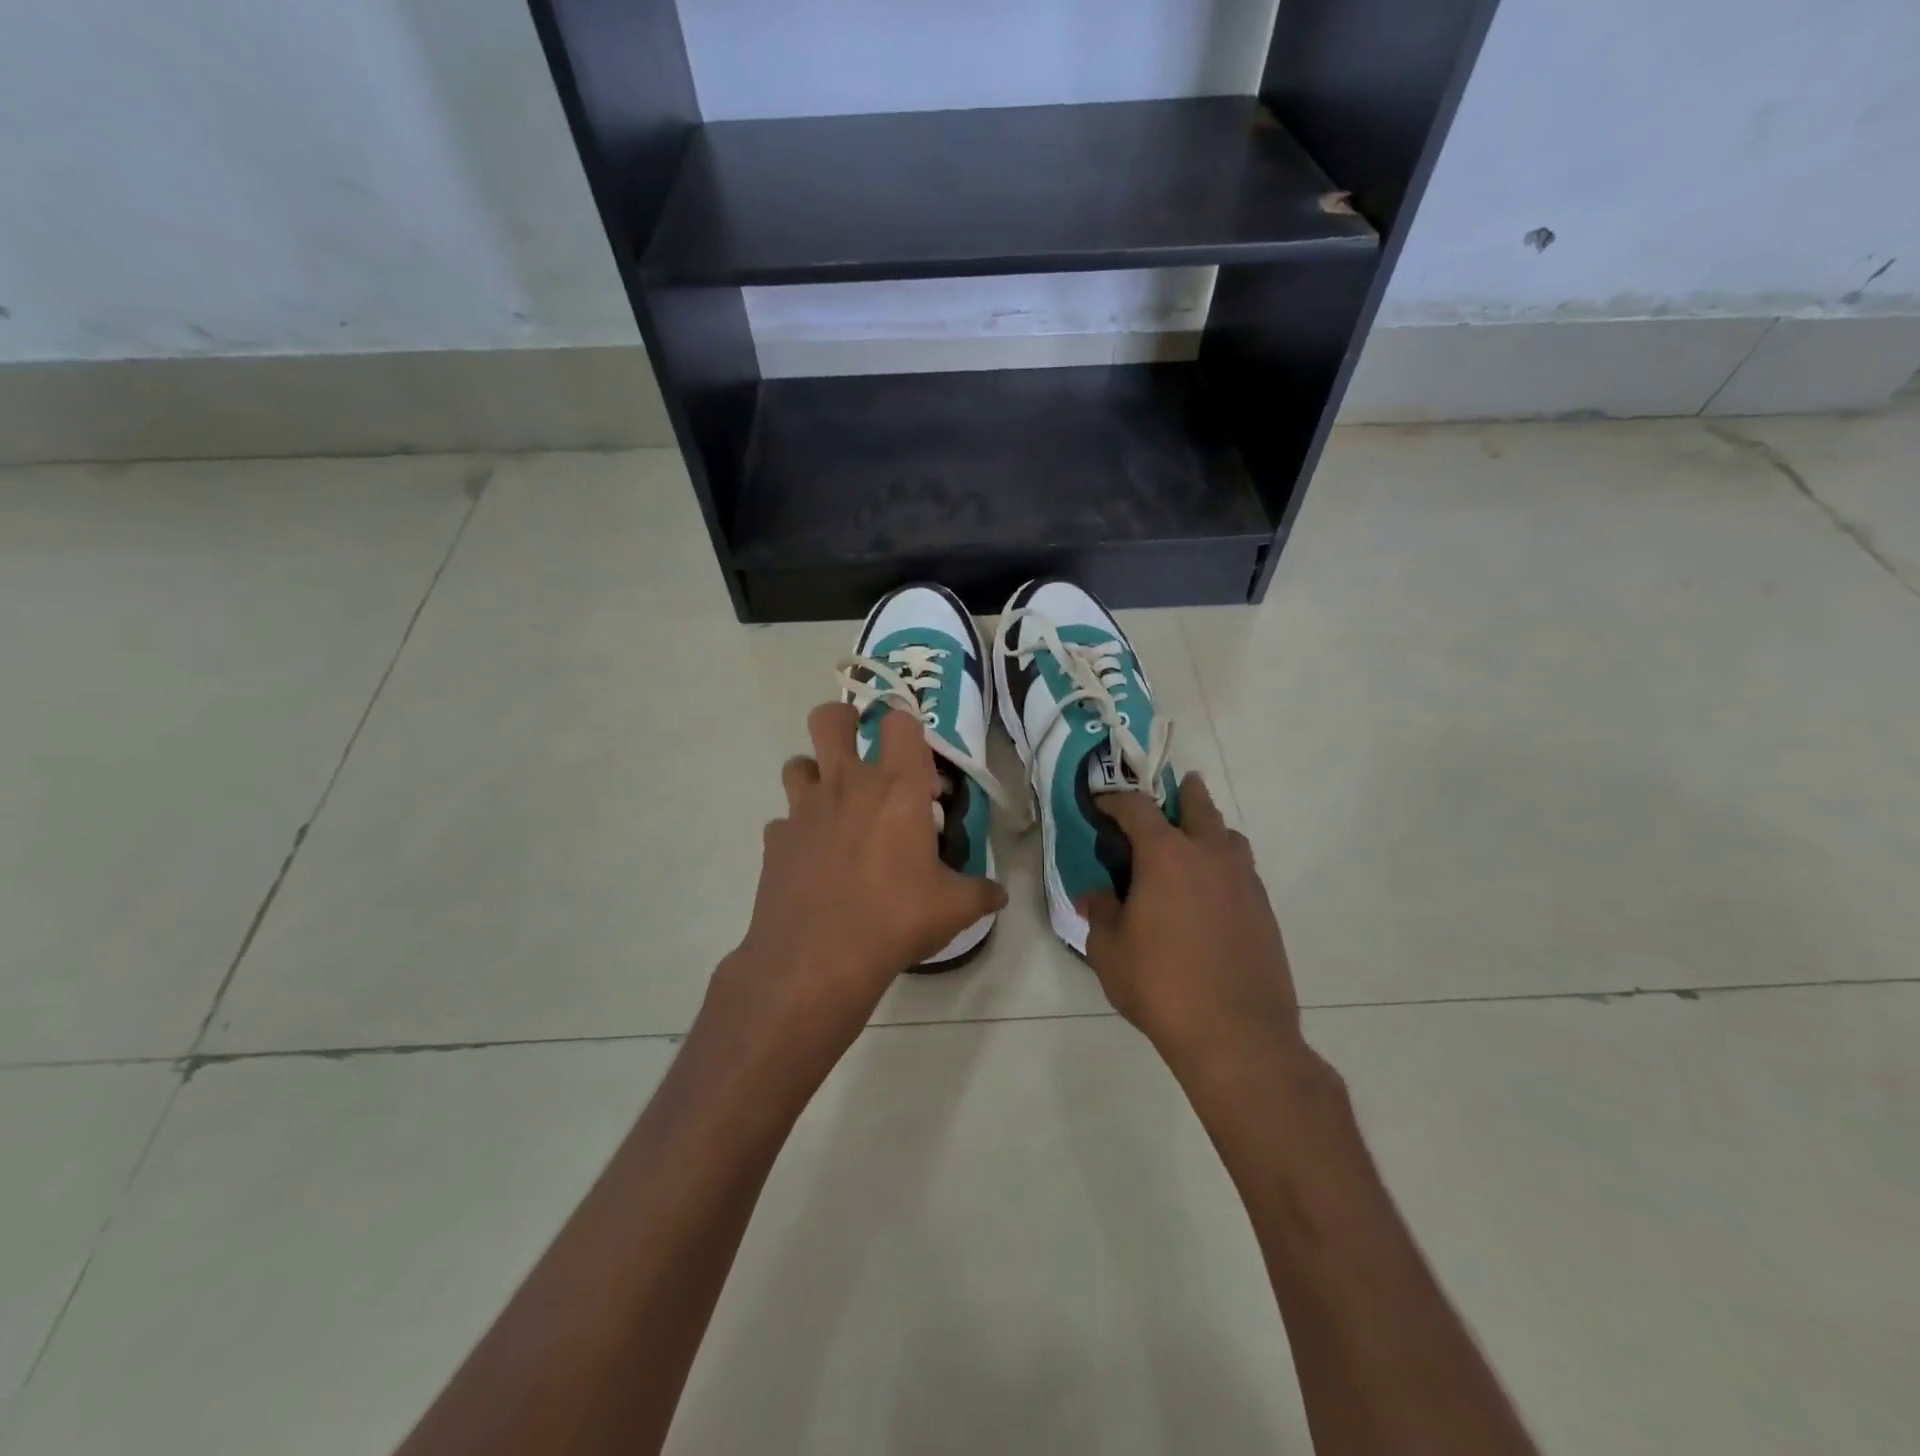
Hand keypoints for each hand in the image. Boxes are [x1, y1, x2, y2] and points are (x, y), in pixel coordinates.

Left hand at [708, 703, 1006, 1078]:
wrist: (817, 959)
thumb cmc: (895, 920)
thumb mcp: (953, 908)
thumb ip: (981, 892)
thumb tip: (999, 894)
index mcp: (897, 789)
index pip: (901, 722)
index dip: (909, 731)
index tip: (917, 765)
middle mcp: (847, 785)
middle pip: (829, 718)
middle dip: (843, 722)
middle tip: (861, 752)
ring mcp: (804, 809)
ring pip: (797, 763)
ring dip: (815, 775)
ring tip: (834, 807)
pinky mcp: (776, 839)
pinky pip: (784, 820)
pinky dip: (797, 830)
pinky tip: (812, 859)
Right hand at [1080, 775, 1306, 1080]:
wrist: (1236, 1035)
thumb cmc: (1161, 986)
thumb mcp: (1110, 952)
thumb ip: (1100, 915)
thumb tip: (1095, 897)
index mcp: (1167, 856)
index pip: (1137, 809)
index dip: (1116, 801)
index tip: (1102, 804)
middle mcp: (1210, 856)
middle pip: (1199, 807)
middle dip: (1183, 794)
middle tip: (1174, 789)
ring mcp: (1244, 882)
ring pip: (1229, 837)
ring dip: (1210, 829)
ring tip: (1194, 843)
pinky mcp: (1265, 911)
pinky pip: (1243, 871)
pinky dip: (1225, 866)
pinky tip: (1212, 892)